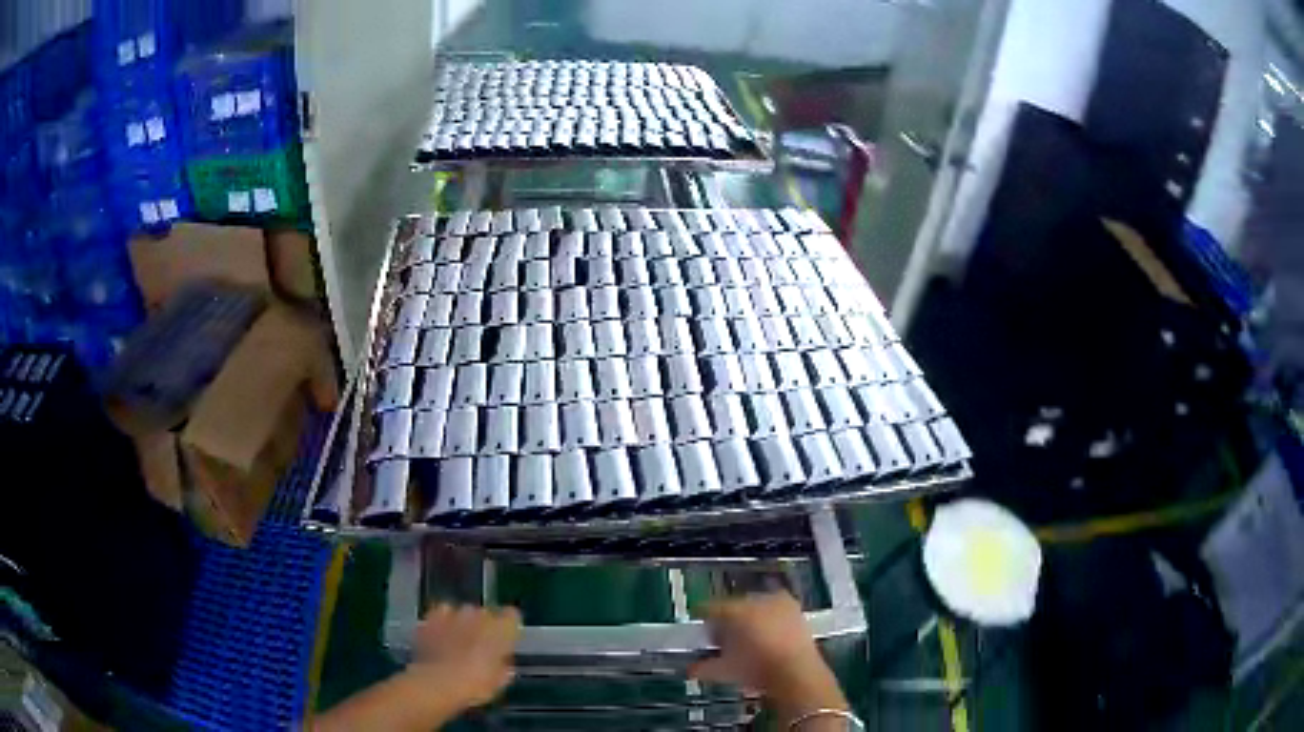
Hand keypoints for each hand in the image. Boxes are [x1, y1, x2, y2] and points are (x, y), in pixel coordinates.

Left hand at [410, 604, 521, 708]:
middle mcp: (479, 614)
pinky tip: (437, 639)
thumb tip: (502, 663)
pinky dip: (440, 625)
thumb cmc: (476, 683)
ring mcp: (453, 613)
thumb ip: (503, 667)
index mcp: (502, 628)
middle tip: (478, 647)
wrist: (438, 680)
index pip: (512, 616)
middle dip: (482, 627)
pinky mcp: (430, 618)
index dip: (508, 628)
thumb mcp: (499, 682)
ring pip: (461, 613)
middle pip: (485, 614)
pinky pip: (439, 617)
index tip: (505, 641)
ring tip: (456, 642)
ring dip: (461, 624)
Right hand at [689, 592, 848, 727]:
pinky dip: (767, 620)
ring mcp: (777, 601)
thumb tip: (691, 668)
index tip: (703, 635)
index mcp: (732, 611)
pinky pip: (773, 609)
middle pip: (731, 606)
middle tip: (724, 641)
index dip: (703, 622)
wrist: (796, 673)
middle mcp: (754, 599)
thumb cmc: (756, 669)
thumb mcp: (723, 671)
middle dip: (726, 622)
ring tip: (747, 640)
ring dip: (748, 619)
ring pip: (753, 606)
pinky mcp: (794, 607)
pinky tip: (767, 638)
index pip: (708, 608)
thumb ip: (702, 667)